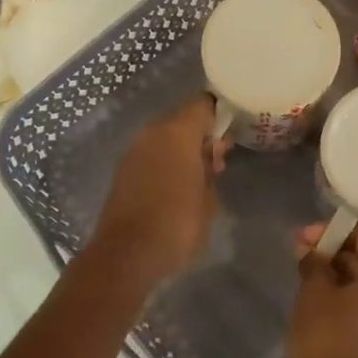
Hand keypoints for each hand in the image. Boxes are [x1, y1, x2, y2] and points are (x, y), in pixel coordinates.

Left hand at [90, 95, 224, 282]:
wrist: (126, 254)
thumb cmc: (177, 224)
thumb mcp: (209, 198)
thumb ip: (211, 167)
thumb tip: (210, 152)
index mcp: (177, 132)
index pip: (203, 103)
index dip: (221, 113)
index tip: (234, 130)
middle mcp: (152, 132)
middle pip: (182, 118)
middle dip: (202, 133)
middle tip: (220, 158)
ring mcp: (133, 150)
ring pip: (165, 137)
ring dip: (183, 148)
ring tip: (201, 176)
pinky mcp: (123, 170)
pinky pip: (152, 154)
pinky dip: (166, 161)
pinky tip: (178, 185)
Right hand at [287, 224, 357, 357]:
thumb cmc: (326, 337)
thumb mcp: (313, 293)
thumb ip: (314, 263)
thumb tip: (311, 250)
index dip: (333, 231)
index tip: (304, 237)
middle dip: (335, 254)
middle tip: (301, 256)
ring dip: (340, 278)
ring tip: (307, 280)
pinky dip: (347, 300)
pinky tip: (320, 304)